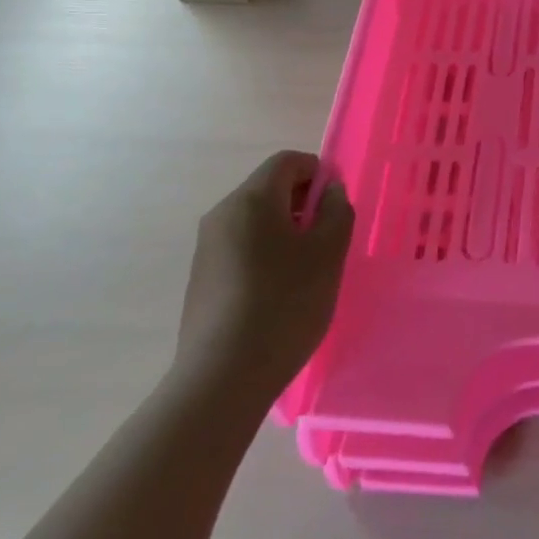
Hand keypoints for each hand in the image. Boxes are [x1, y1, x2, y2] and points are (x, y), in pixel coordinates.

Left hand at [176, 151, 354, 395]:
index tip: (336, 206)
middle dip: (302, 204)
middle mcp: (222, 214)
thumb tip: (329, 192)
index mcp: (251, 199)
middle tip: (327, 240)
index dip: (318, 172)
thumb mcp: (329, 253)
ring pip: (255, 221)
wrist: (223, 377)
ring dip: (285, 231)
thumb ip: (337, 211)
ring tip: (306, 271)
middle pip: (269, 188)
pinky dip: (265, 255)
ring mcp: (206, 248)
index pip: (287, 161)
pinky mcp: (201, 279)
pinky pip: (240, 248)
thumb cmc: (285, 304)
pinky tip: (279, 294)